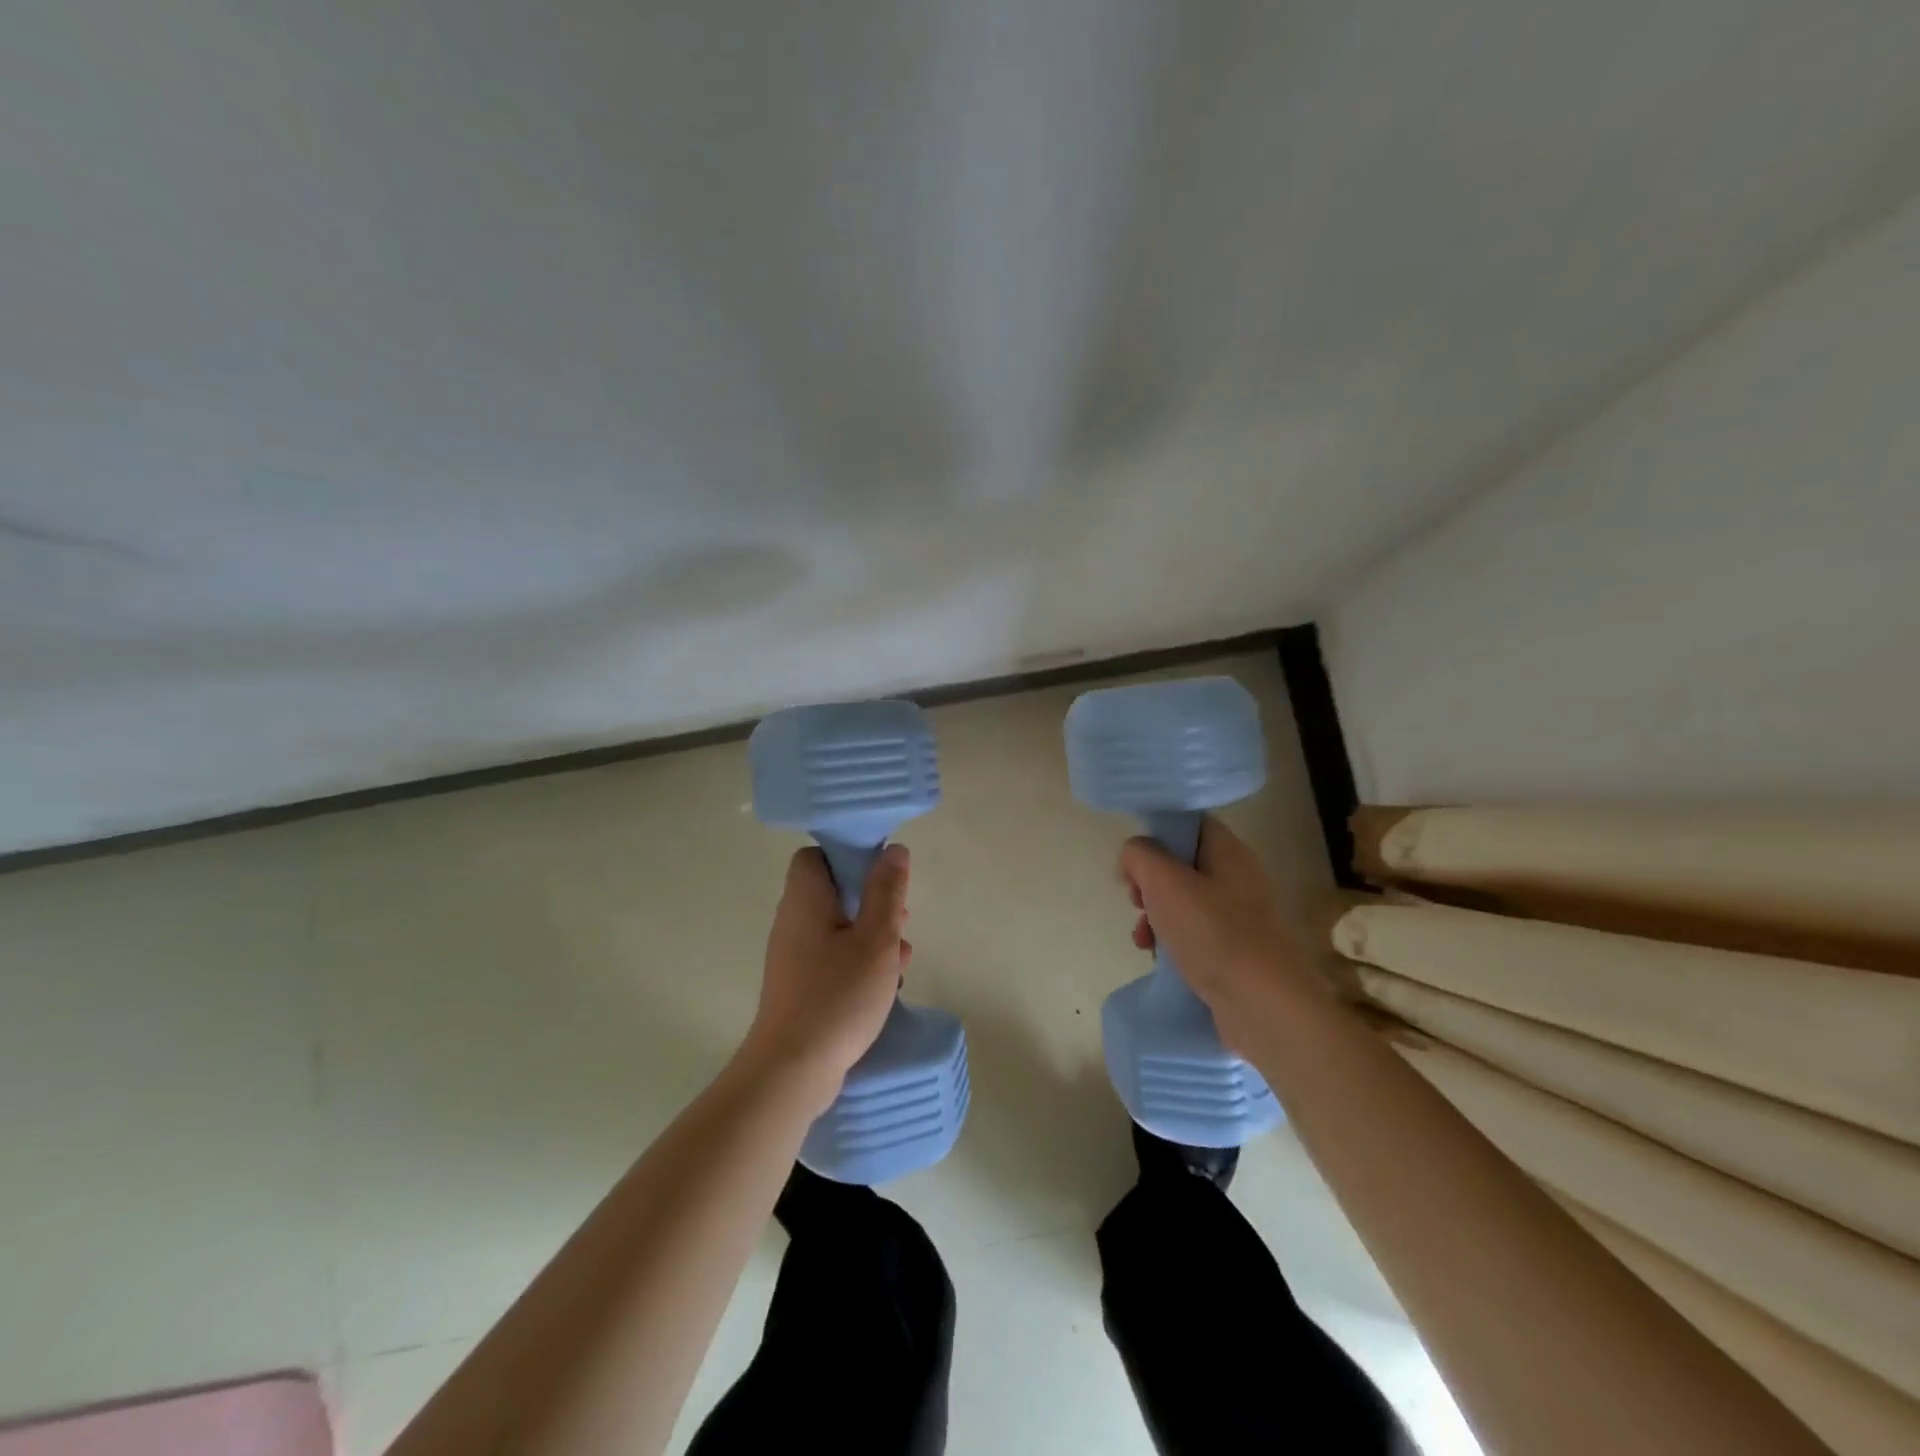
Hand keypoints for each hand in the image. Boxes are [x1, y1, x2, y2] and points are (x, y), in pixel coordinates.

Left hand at [741, 843, 912, 1113]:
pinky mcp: (801, 986)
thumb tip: (893, 850)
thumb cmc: (837, 996)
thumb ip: (886, 892)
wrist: (792, 1071)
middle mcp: (794, 922)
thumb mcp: (875, 939)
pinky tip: (887, 985)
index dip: (847, 855)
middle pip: (832, 891)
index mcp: (806, 901)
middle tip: (900, 917)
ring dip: (872, 935)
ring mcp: (795, 957)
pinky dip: (860, 962)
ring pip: (839, 927)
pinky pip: (834, 958)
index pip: (815, 856)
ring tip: (902, 955)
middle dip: (871, 900)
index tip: (880, 872)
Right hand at [1118, 819, 1322, 1052]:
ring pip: (1185, 902)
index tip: (1134, 861)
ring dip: (1156, 915)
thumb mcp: (1163, 881)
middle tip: (1135, 901)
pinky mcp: (1237, 951)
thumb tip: (1133, 855)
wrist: (1262, 1004)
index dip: (1157, 835)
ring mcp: (1241, 917)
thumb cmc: (1211, 933)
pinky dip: (1173, 941)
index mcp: (1229, 851)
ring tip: (1142, 938)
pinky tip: (1158, 958)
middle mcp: (1239, 878)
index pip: (1189, 825)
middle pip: (1182, 865)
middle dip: (1150, 882)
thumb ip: (1140, 855)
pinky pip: (1196, 934)